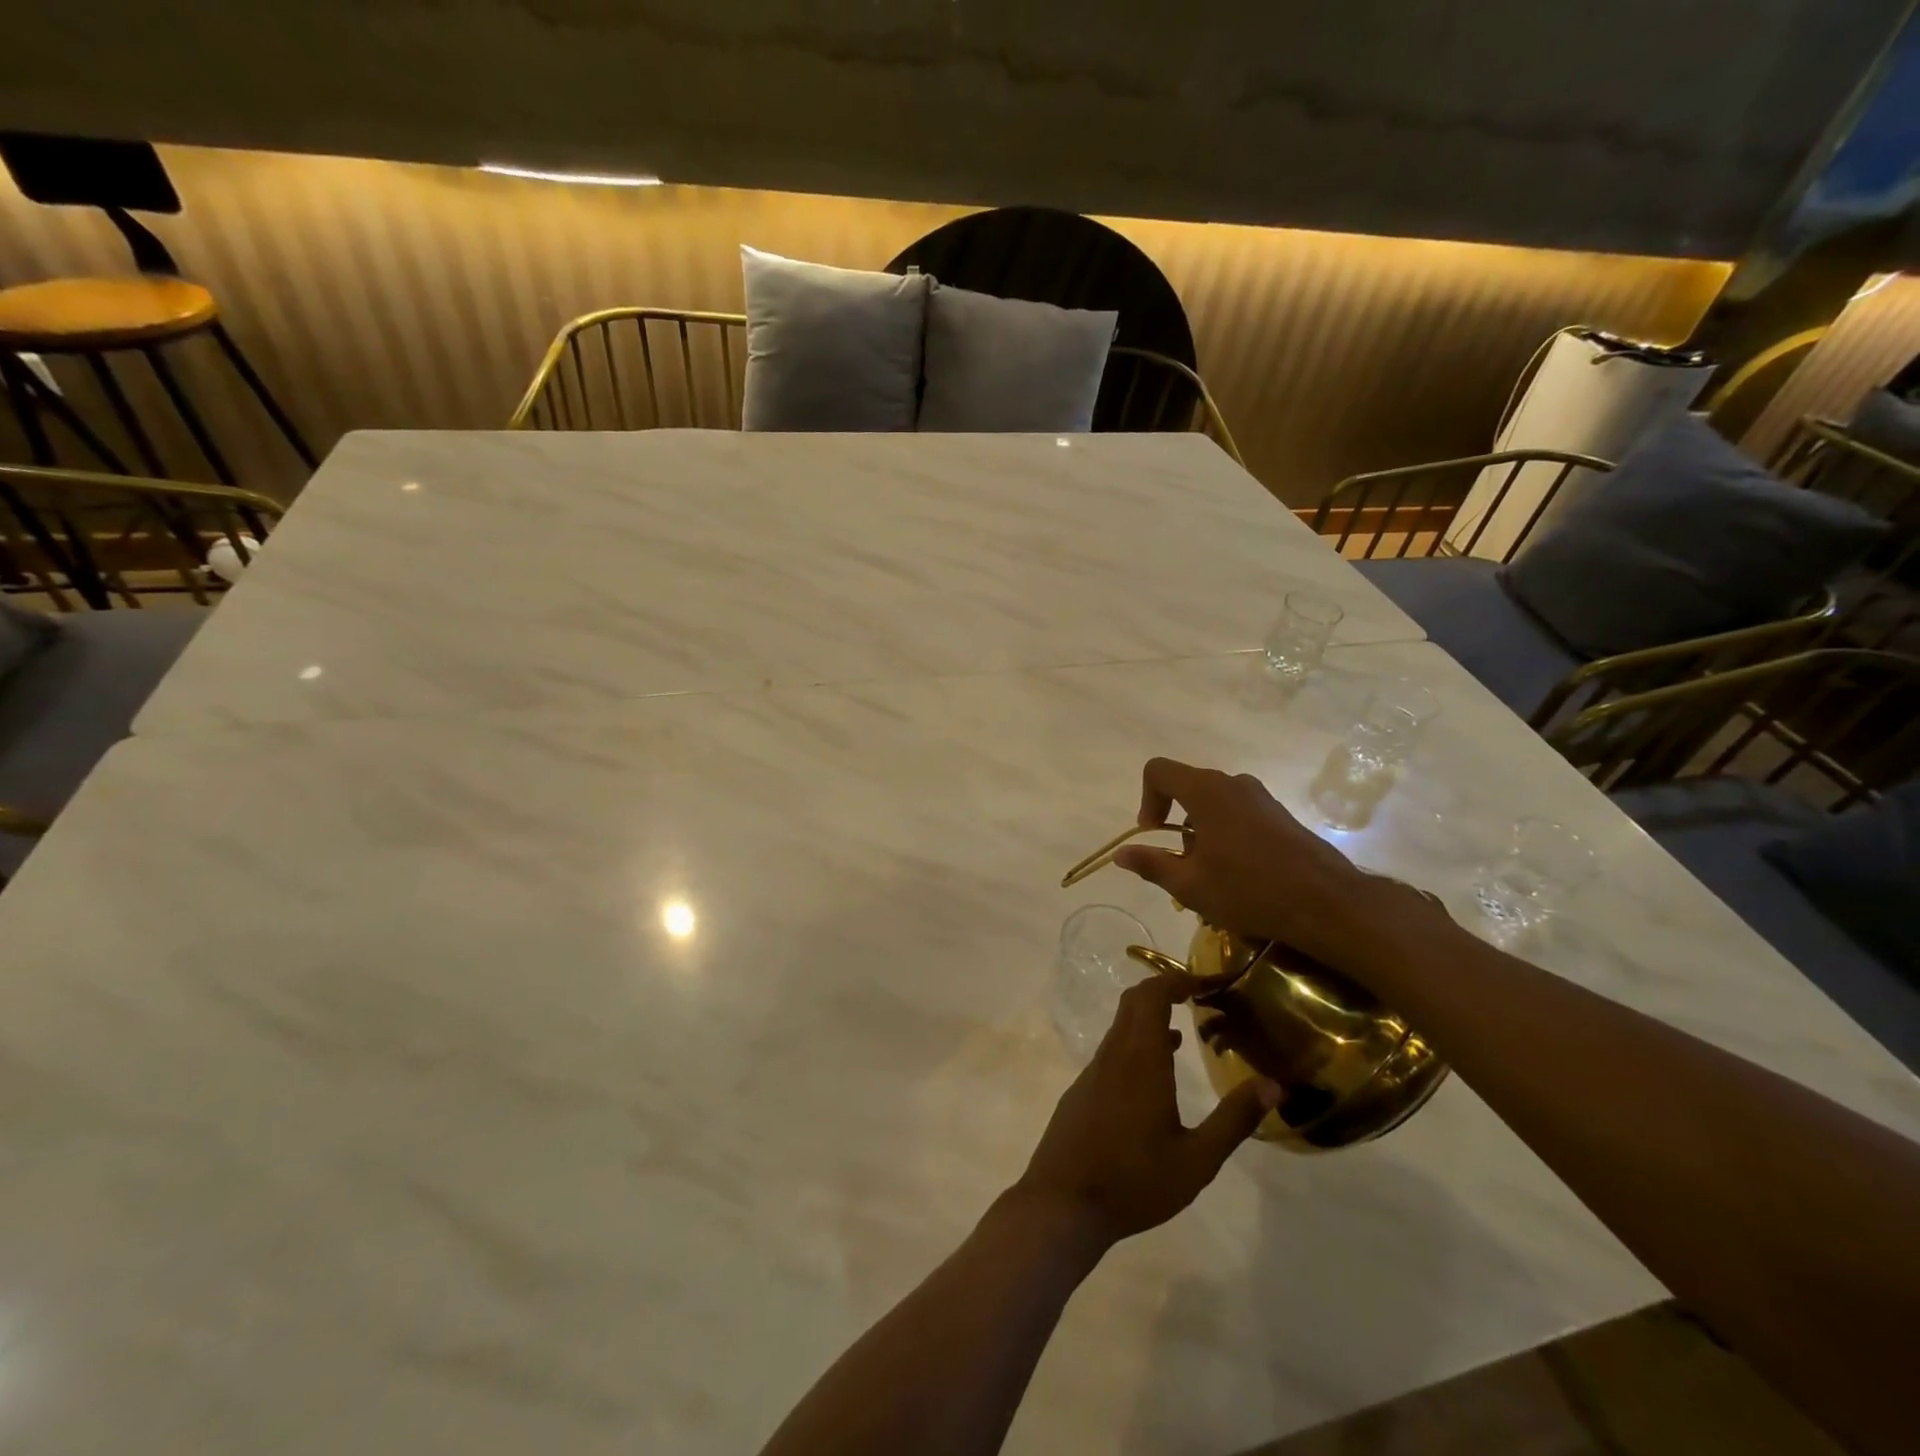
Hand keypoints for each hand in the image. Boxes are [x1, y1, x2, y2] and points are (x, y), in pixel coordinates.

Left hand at [1013, 976, 1279, 1247]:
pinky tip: (1156, 1075)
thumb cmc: (1134, 1181)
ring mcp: (1093, 1071)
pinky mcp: (1082, 1090)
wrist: (1062, 1203)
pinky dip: (1136, 1043)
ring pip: (1121, 1027)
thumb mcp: (1196, 1160)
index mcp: (1140, 1059)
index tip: (1209, 982)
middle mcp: (1113, 1054)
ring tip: (1185, 1031)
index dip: (1179, 979)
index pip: (1153, 995)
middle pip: (1134, 1002)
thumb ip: (1234, 1120)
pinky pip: (1112, 1050)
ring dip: (1151, 1018)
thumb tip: (1273, 1085)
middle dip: (1165, 989)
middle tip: (1199, 997)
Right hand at [1110, 757, 1430, 969]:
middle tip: (1181, 864)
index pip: (1158, 771)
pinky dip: (1226, 833)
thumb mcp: (1190, 885)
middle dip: (1174, 821)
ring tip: (1211, 874)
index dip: (1146, 798)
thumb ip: (1151, 864)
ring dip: (1200, 831)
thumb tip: (1120, 854)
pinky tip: (1239, 873)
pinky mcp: (1280, 814)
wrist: (1328, 904)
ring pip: (1214, 802)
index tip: (1153, 834)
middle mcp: (1233, 783)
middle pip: (1187, 787)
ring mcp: (1261, 797)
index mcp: (1205, 791)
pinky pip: (1239, 812)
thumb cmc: (1249, 891)